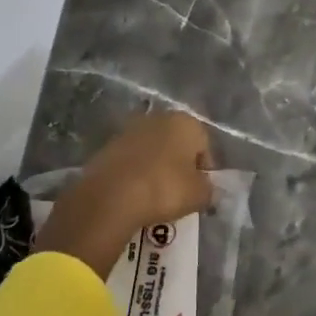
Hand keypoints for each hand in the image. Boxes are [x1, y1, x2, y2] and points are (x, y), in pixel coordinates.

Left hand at [35, 112, 214, 275]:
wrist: (110, 197)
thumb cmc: (164, 189)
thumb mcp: (199, 195)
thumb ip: (209, 189)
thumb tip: (206, 188)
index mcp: (185, 122)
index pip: (204, 145)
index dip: (205, 170)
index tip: (200, 191)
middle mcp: (157, 118)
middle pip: (176, 144)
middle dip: (179, 165)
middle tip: (180, 192)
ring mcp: (129, 130)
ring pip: (152, 152)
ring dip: (156, 169)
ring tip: (155, 197)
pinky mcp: (107, 146)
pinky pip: (131, 162)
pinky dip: (135, 174)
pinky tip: (135, 195)